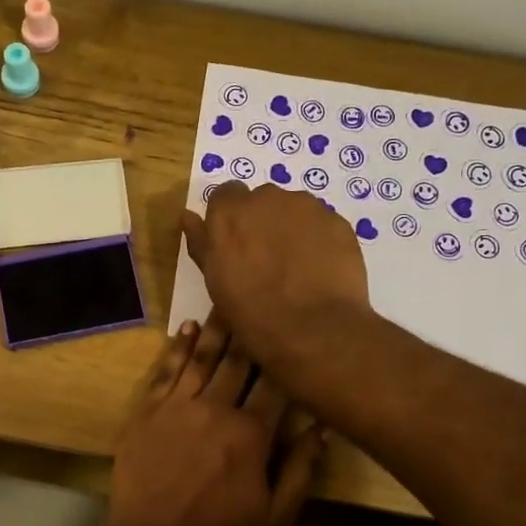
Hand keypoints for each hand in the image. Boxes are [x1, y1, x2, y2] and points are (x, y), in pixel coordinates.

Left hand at [105, 315, 324, 525]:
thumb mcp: (275, 516)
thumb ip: (301, 469)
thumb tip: (321, 426)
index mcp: (251, 434)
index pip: (275, 383)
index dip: (286, 355)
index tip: (296, 329)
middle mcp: (215, 409)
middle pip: (238, 361)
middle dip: (252, 330)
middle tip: (261, 298)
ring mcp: (177, 407)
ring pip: (202, 358)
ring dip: (216, 329)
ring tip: (226, 300)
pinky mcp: (147, 412)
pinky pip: (165, 371)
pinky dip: (177, 348)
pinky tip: (186, 329)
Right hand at [181, 182, 369, 373]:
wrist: (313, 329)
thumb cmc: (252, 311)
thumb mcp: (215, 280)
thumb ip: (201, 242)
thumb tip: (188, 215)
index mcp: (229, 211)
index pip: (226, 195)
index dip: (231, 219)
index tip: (235, 244)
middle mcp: (267, 197)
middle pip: (262, 200)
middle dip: (263, 222)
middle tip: (267, 260)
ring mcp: (306, 207)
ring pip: (295, 210)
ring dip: (292, 229)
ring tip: (297, 268)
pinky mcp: (337, 221)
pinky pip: (322, 224)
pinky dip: (319, 240)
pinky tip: (319, 270)